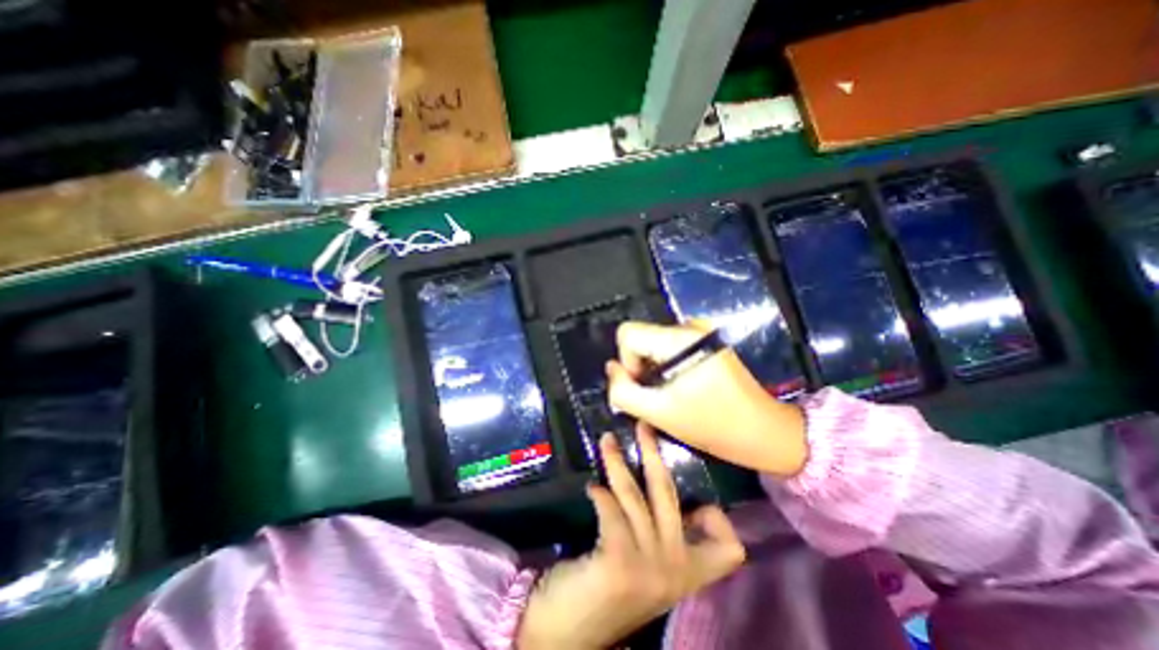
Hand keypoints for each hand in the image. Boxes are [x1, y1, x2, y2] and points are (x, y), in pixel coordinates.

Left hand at [516, 428, 741, 649]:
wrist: (570, 633)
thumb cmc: (610, 591)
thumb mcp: (648, 565)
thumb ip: (661, 536)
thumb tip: (658, 488)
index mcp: (688, 572)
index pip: (728, 547)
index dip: (717, 518)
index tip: (693, 499)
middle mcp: (676, 570)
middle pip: (668, 494)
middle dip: (654, 453)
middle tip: (642, 426)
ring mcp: (650, 567)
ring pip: (635, 495)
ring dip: (617, 462)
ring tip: (606, 441)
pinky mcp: (620, 562)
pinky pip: (613, 511)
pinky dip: (601, 495)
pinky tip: (592, 487)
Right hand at [603, 321, 807, 477]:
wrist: (764, 431)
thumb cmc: (713, 426)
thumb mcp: (659, 414)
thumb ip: (624, 391)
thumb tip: (612, 368)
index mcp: (680, 340)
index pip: (628, 333)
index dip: (626, 361)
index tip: (644, 386)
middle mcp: (690, 327)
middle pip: (641, 337)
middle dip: (640, 366)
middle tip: (657, 396)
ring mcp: (701, 332)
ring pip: (654, 343)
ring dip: (653, 368)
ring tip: (671, 393)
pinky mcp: (707, 341)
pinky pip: (670, 347)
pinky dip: (667, 365)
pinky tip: (682, 386)